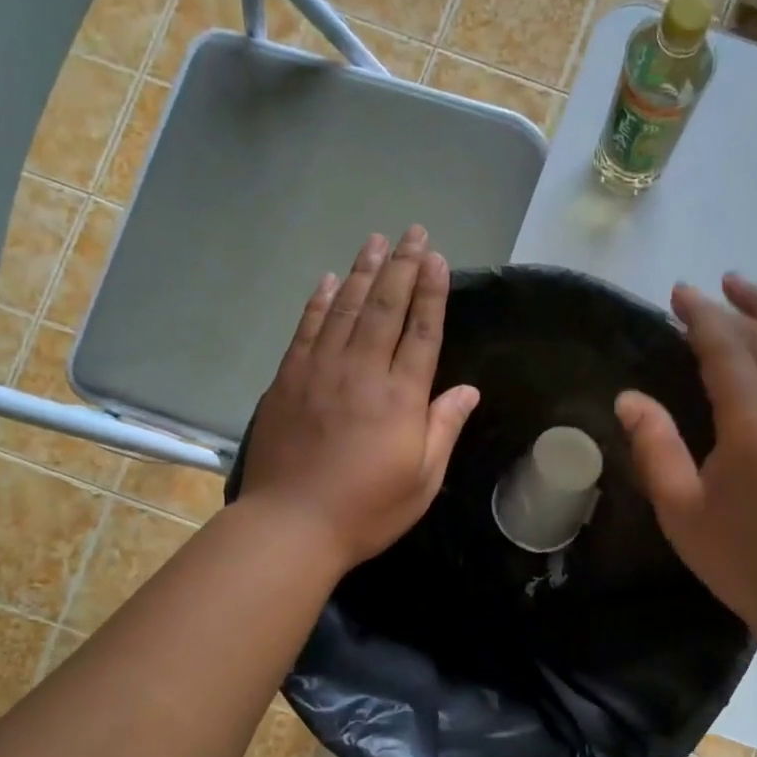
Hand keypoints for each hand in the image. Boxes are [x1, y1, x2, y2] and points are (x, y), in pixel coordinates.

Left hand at [240, 227, 479, 571]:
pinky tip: (330, 280)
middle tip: (413, 232)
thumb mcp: (422, 479)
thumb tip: (469, 390)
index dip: (431, 292)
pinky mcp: (288, 379)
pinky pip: (307, 328)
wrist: (291, 525)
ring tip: (376, 240)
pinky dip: (320, 301)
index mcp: (400, 397)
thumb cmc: (366, 509)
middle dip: (402, 266)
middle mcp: (361, 371)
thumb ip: (444, 428)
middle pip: (385, 307)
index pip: (421, 331)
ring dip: (364, 272)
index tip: (437, 258)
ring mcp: (320, 371)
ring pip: (346, 308)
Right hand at [617, 274, 756, 643]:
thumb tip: (630, 398)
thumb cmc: (742, 558)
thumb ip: (655, 447)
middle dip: (732, 308)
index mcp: (756, 428)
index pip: (729, 349)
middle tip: (699, 294)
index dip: (702, 316)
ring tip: (744, 291)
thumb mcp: (681, 509)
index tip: (678, 293)